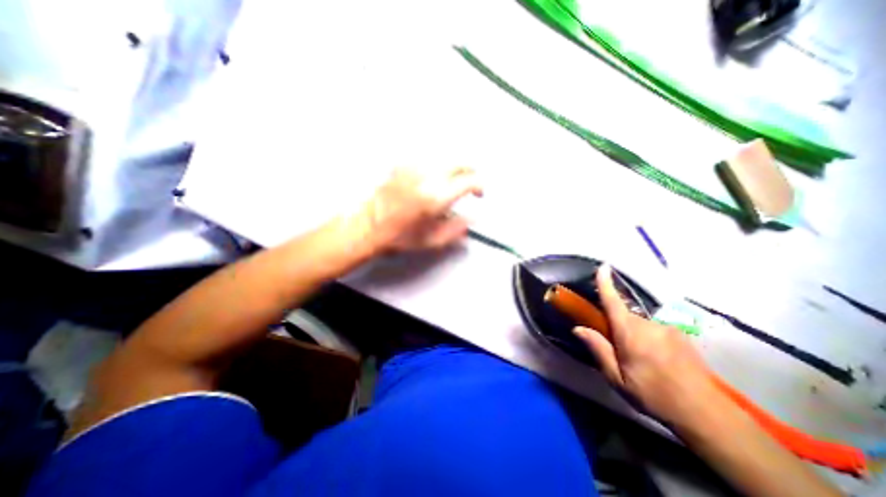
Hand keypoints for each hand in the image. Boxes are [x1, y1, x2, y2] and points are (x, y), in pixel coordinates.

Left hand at [358, 166, 482, 251]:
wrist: (369, 226)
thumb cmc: (398, 235)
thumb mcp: (432, 240)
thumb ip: (457, 229)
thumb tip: (471, 220)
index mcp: (436, 197)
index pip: (469, 181)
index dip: (479, 186)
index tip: (479, 193)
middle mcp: (427, 178)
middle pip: (460, 162)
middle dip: (470, 172)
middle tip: (469, 184)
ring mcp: (414, 168)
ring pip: (445, 157)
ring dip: (454, 168)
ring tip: (452, 181)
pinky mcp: (403, 165)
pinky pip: (427, 158)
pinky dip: (436, 166)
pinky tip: (433, 177)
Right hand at [574, 266, 725, 423]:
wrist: (706, 414)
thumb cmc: (653, 395)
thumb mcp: (617, 378)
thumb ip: (598, 349)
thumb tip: (578, 328)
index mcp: (630, 333)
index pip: (613, 302)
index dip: (606, 283)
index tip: (603, 266)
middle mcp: (648, 324)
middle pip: (624, 315)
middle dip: (617, 327)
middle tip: (620, 352)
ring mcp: (667, 328)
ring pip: (639, 323)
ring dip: (634, 335)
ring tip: (642, 361)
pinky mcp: (680, 334)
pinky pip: (654, 329)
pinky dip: (649, 338)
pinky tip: (657, 360)